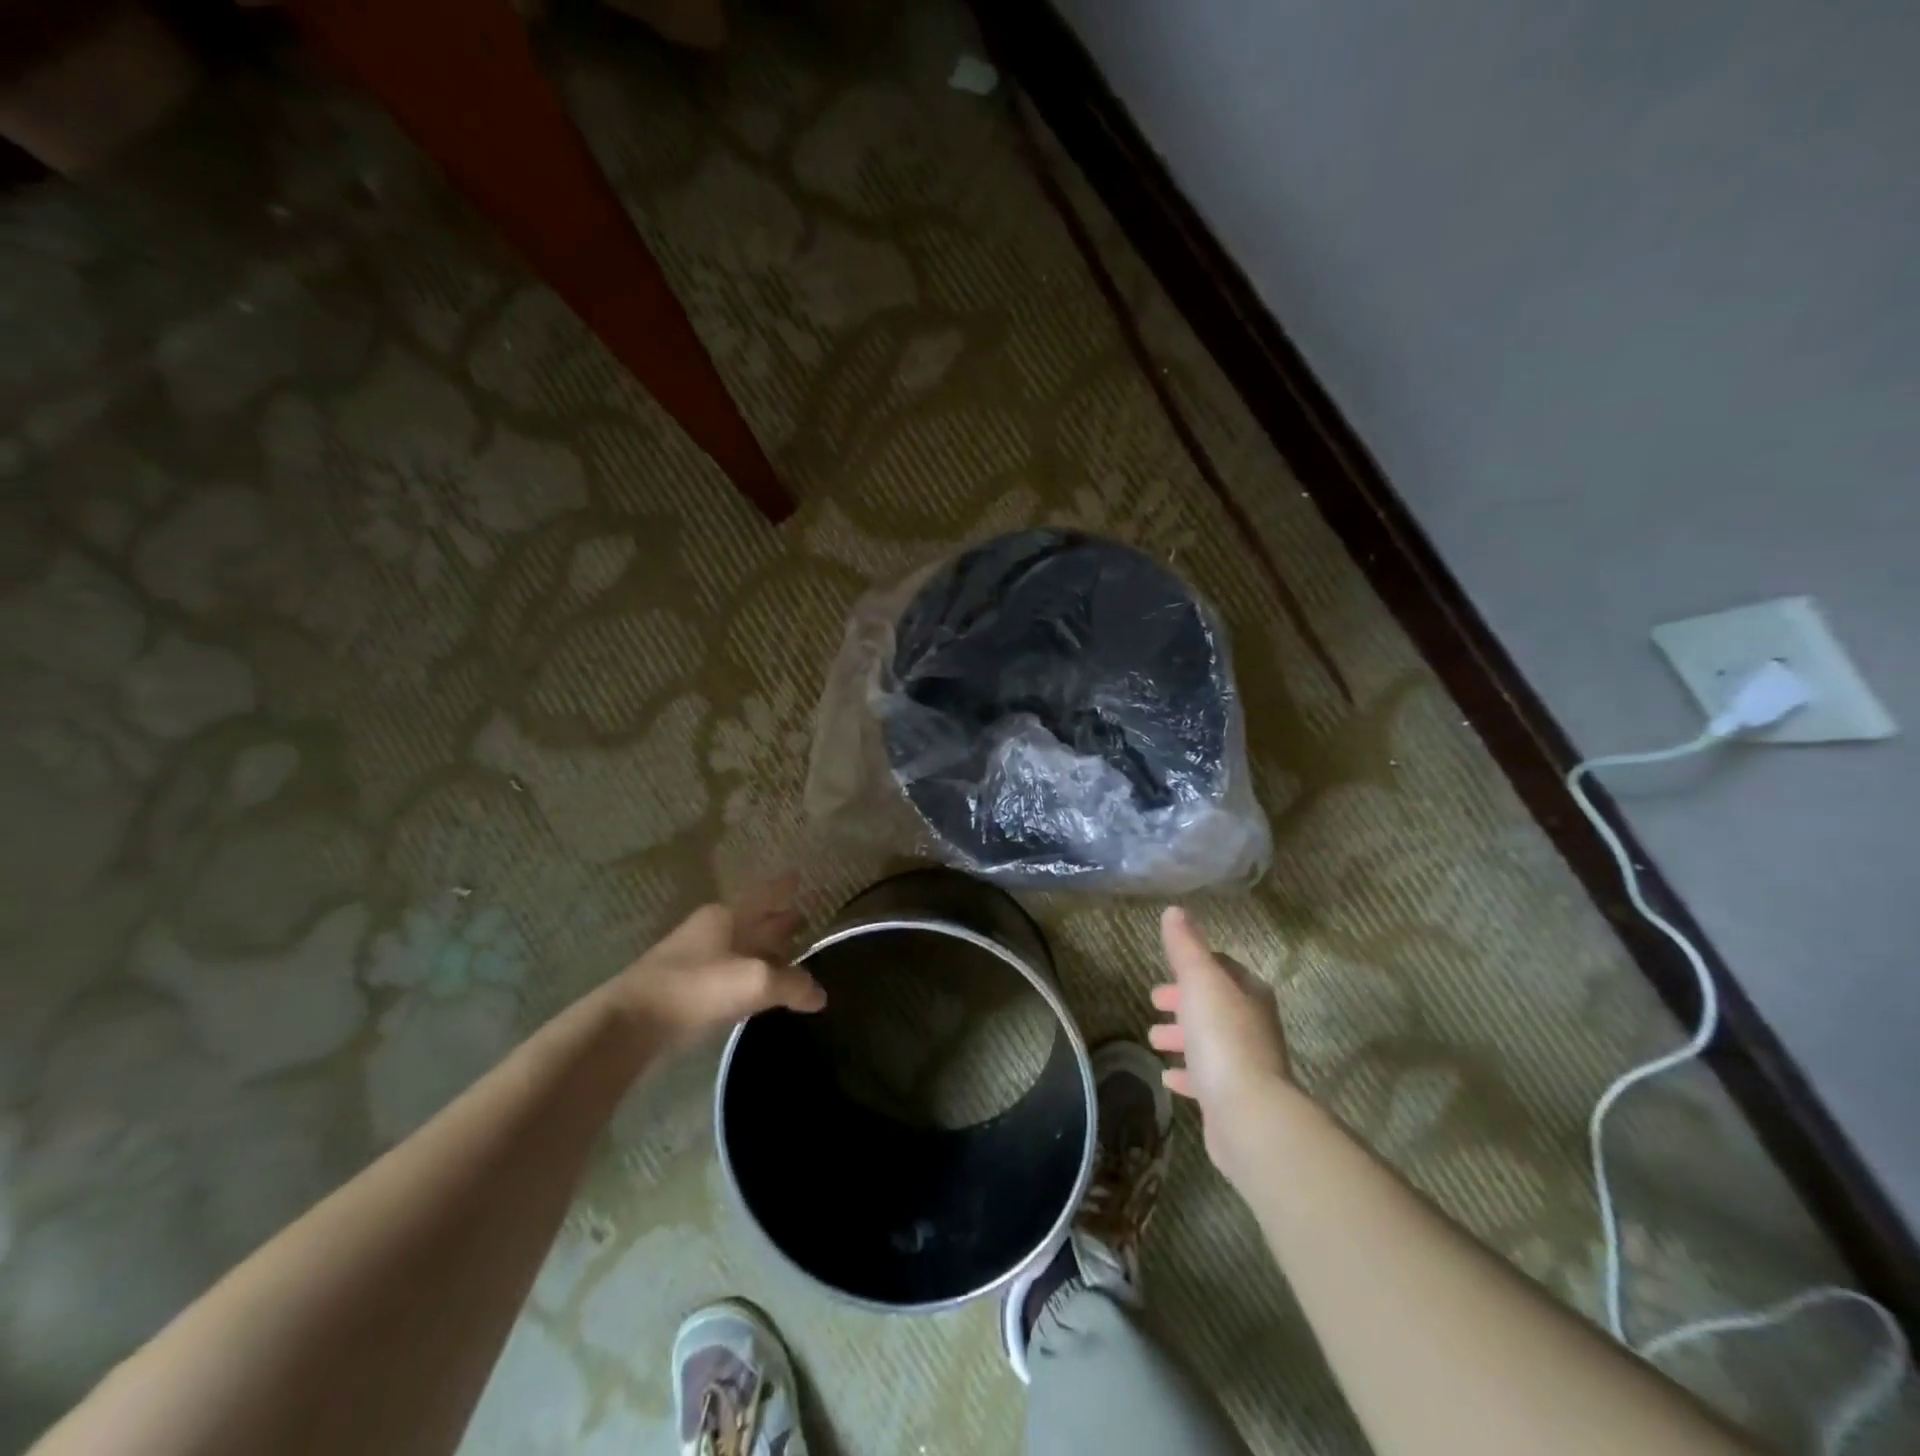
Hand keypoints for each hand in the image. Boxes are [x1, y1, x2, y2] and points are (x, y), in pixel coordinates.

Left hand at [606, 877, 825, 1053]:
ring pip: (739, 946)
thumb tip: (819, 994)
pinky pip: (727, 971)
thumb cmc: (697, 987)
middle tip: (804, 917)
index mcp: (727, 915)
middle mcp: (711, 929)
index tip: (799, 876)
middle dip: (778, 919)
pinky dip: (747, 973)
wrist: (630, 1023)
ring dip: (763, 948)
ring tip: (788, 954)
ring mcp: (694, 958)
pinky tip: (756, 987)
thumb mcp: (754, 982)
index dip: (783, 886)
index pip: (764, 893)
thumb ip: (791, 985)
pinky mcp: (684, 988)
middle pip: (752, 919)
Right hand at [1149, 906, 1291, 1179]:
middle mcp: (1253, 1027)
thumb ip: (1187, 946)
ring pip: (1209, 1042)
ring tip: (1153, 1040)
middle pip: (1215, 1005)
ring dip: (1182, 1037)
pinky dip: (1187, 1074)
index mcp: (1249, 995)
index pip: (1223, 969)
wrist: (1248, 1115)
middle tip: (1154, 1003)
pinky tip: (1168, 1078)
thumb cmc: (1222, 1038)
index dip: (1194, 966)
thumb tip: (1175, 911)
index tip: (1168, 970)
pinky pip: (1206, 1080)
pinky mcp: (1235, 1100)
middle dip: (1184, 1002)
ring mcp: (1246, 1066)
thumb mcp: (1200, 981)